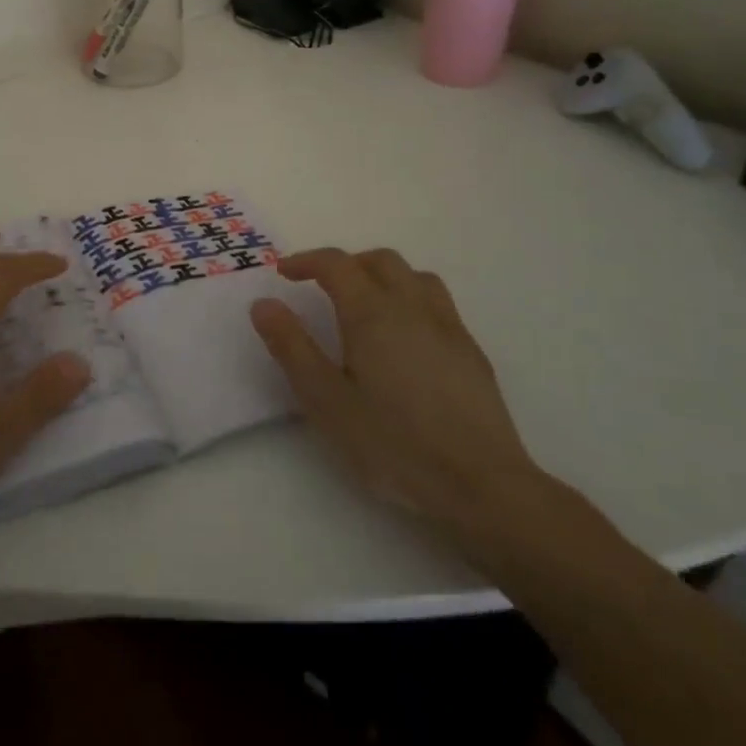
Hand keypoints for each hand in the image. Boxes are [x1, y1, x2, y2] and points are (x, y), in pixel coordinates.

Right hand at [250, 247, 541, 533]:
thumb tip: (264, 304)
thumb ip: (292, 347)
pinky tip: (407, 337)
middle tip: (322, 287)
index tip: (284, 273)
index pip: (336, 264)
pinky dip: (411, 299)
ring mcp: (448, 326)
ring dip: (383, 276)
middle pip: (379, 260)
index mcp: (372, 312)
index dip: (306, 261)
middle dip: (346, 264)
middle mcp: (412, 306)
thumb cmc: (393, 444)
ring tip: (366, 303)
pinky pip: (437, 302)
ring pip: (414, 276)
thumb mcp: (326, 401)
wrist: (481, 485)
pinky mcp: (471, 351)